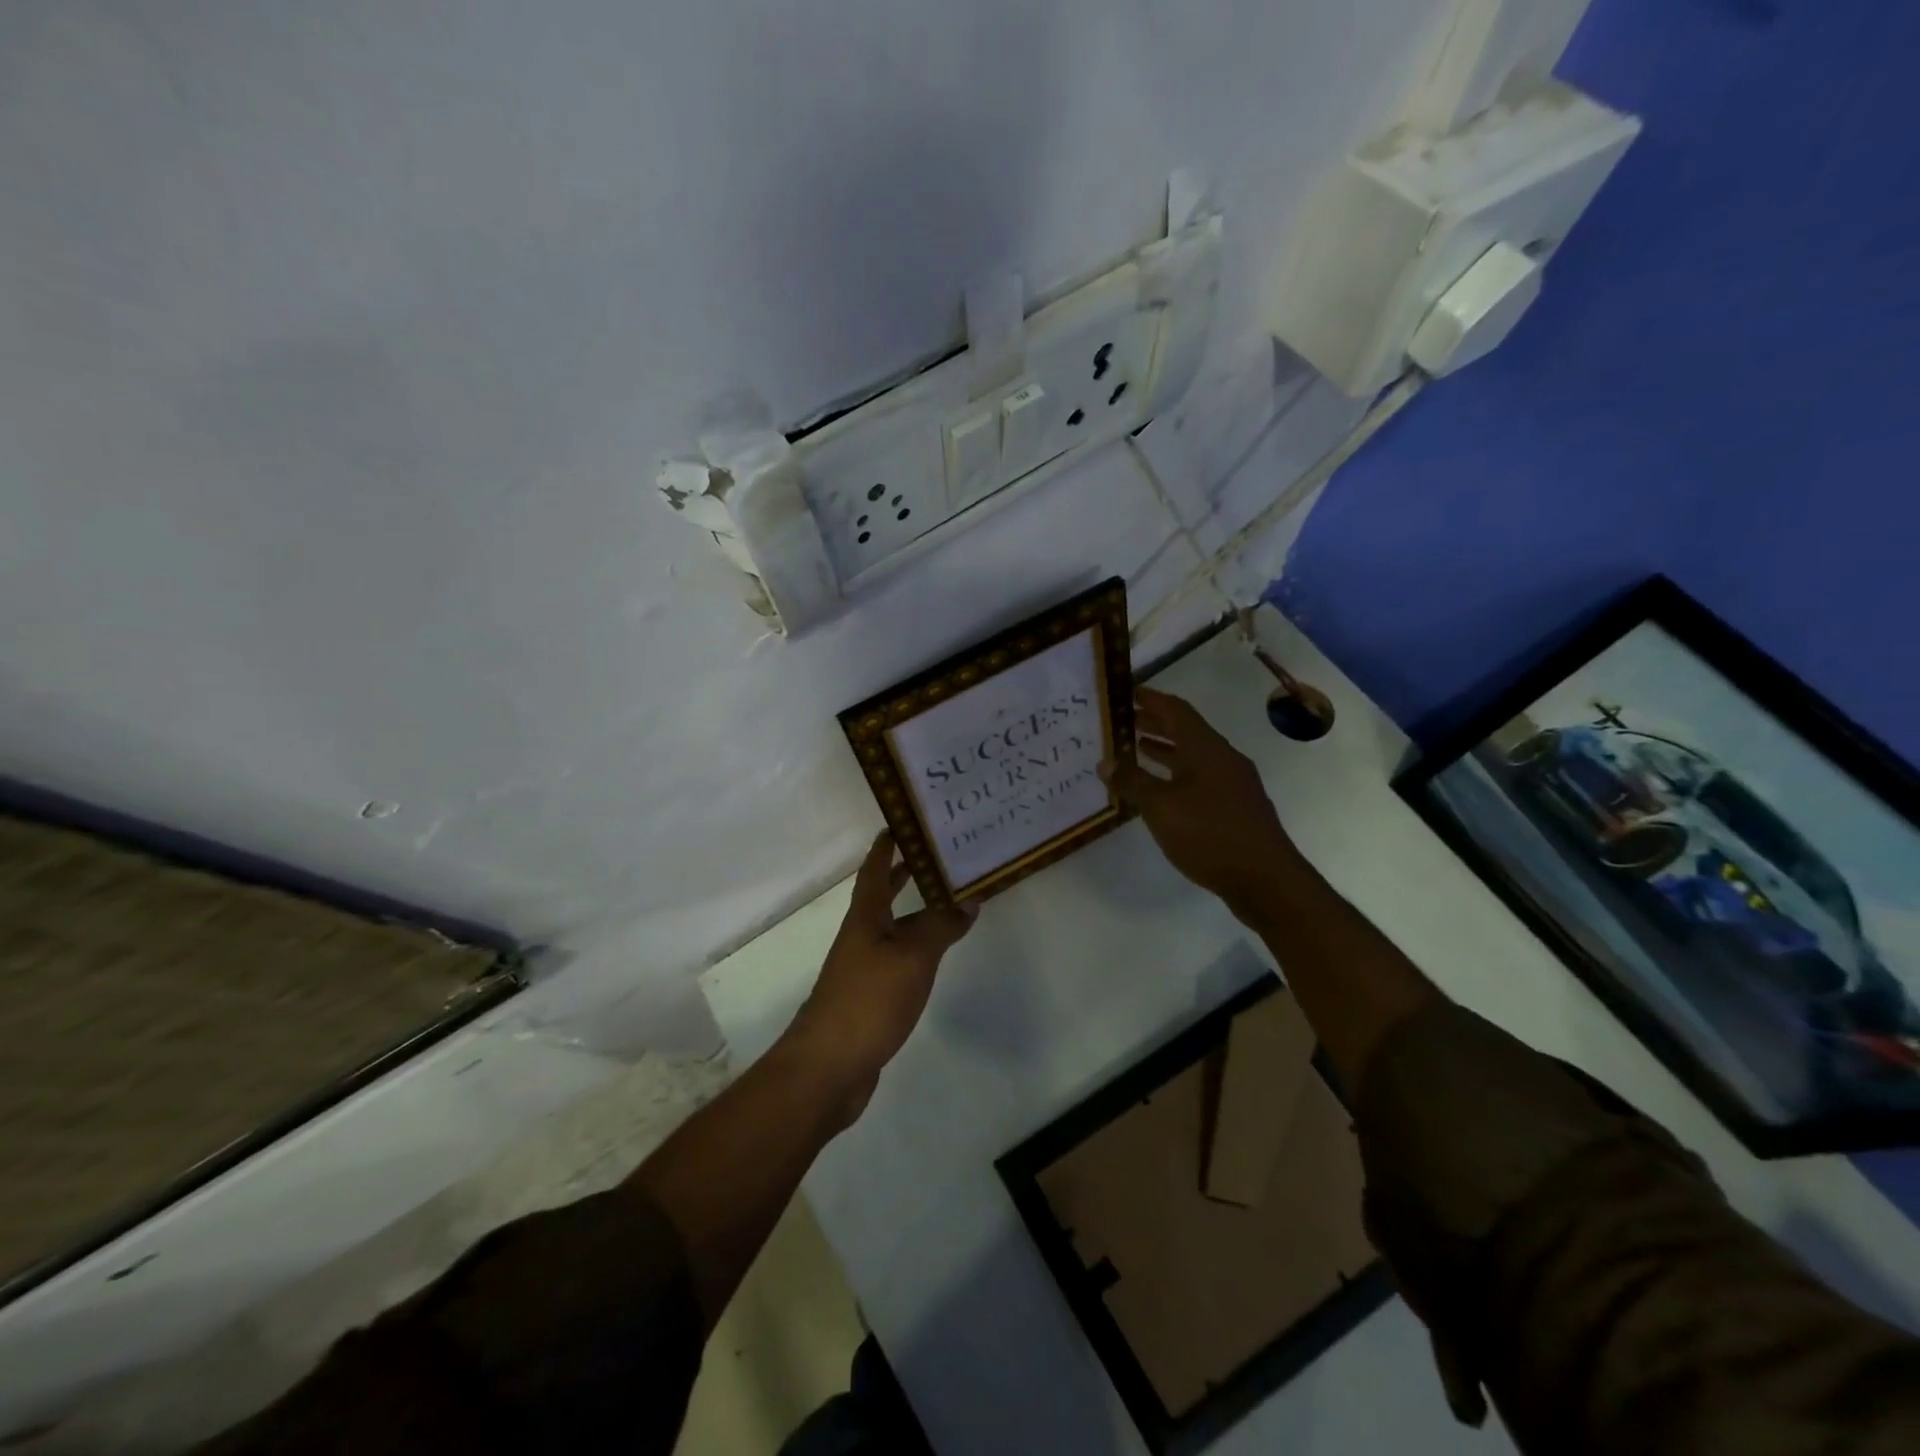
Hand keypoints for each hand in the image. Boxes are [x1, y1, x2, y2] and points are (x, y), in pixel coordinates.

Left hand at [787, 832, 977, 1122]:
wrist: (828, 1067)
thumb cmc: (868, 1000)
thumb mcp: (912, 958)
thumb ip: (940, 927)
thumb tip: (968, 900)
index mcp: (865, 918)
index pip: (874, 870)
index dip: (886, 846)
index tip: (903, 823)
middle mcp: (860, 936)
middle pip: (881, 896)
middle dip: (903, 875)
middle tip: (934, 857)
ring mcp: (862, 968)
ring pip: (892, 929)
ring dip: (914, 912)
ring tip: (947, 901)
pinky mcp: (869, 997)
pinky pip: (897, 959)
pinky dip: (916, 947)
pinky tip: (933, 956)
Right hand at [1102, 688, 1297, 918]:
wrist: (1265, 879)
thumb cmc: (1209, 834)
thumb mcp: (1161, 808)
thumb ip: (1132, 782)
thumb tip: (1105, 762)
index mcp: (1206, 749)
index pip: (1176, 710)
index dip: (1152, 698)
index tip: (1127, 692)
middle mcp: (1222, 758)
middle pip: (1186, 731)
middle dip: (1155, 723)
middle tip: (1124, 721)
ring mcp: (1233, 783)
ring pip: (1193, 756)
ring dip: (1165, 749)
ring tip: (1135, 750)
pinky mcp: (1235, 807)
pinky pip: (1200, 778)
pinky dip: (1176, 774)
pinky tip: (1160, 790)